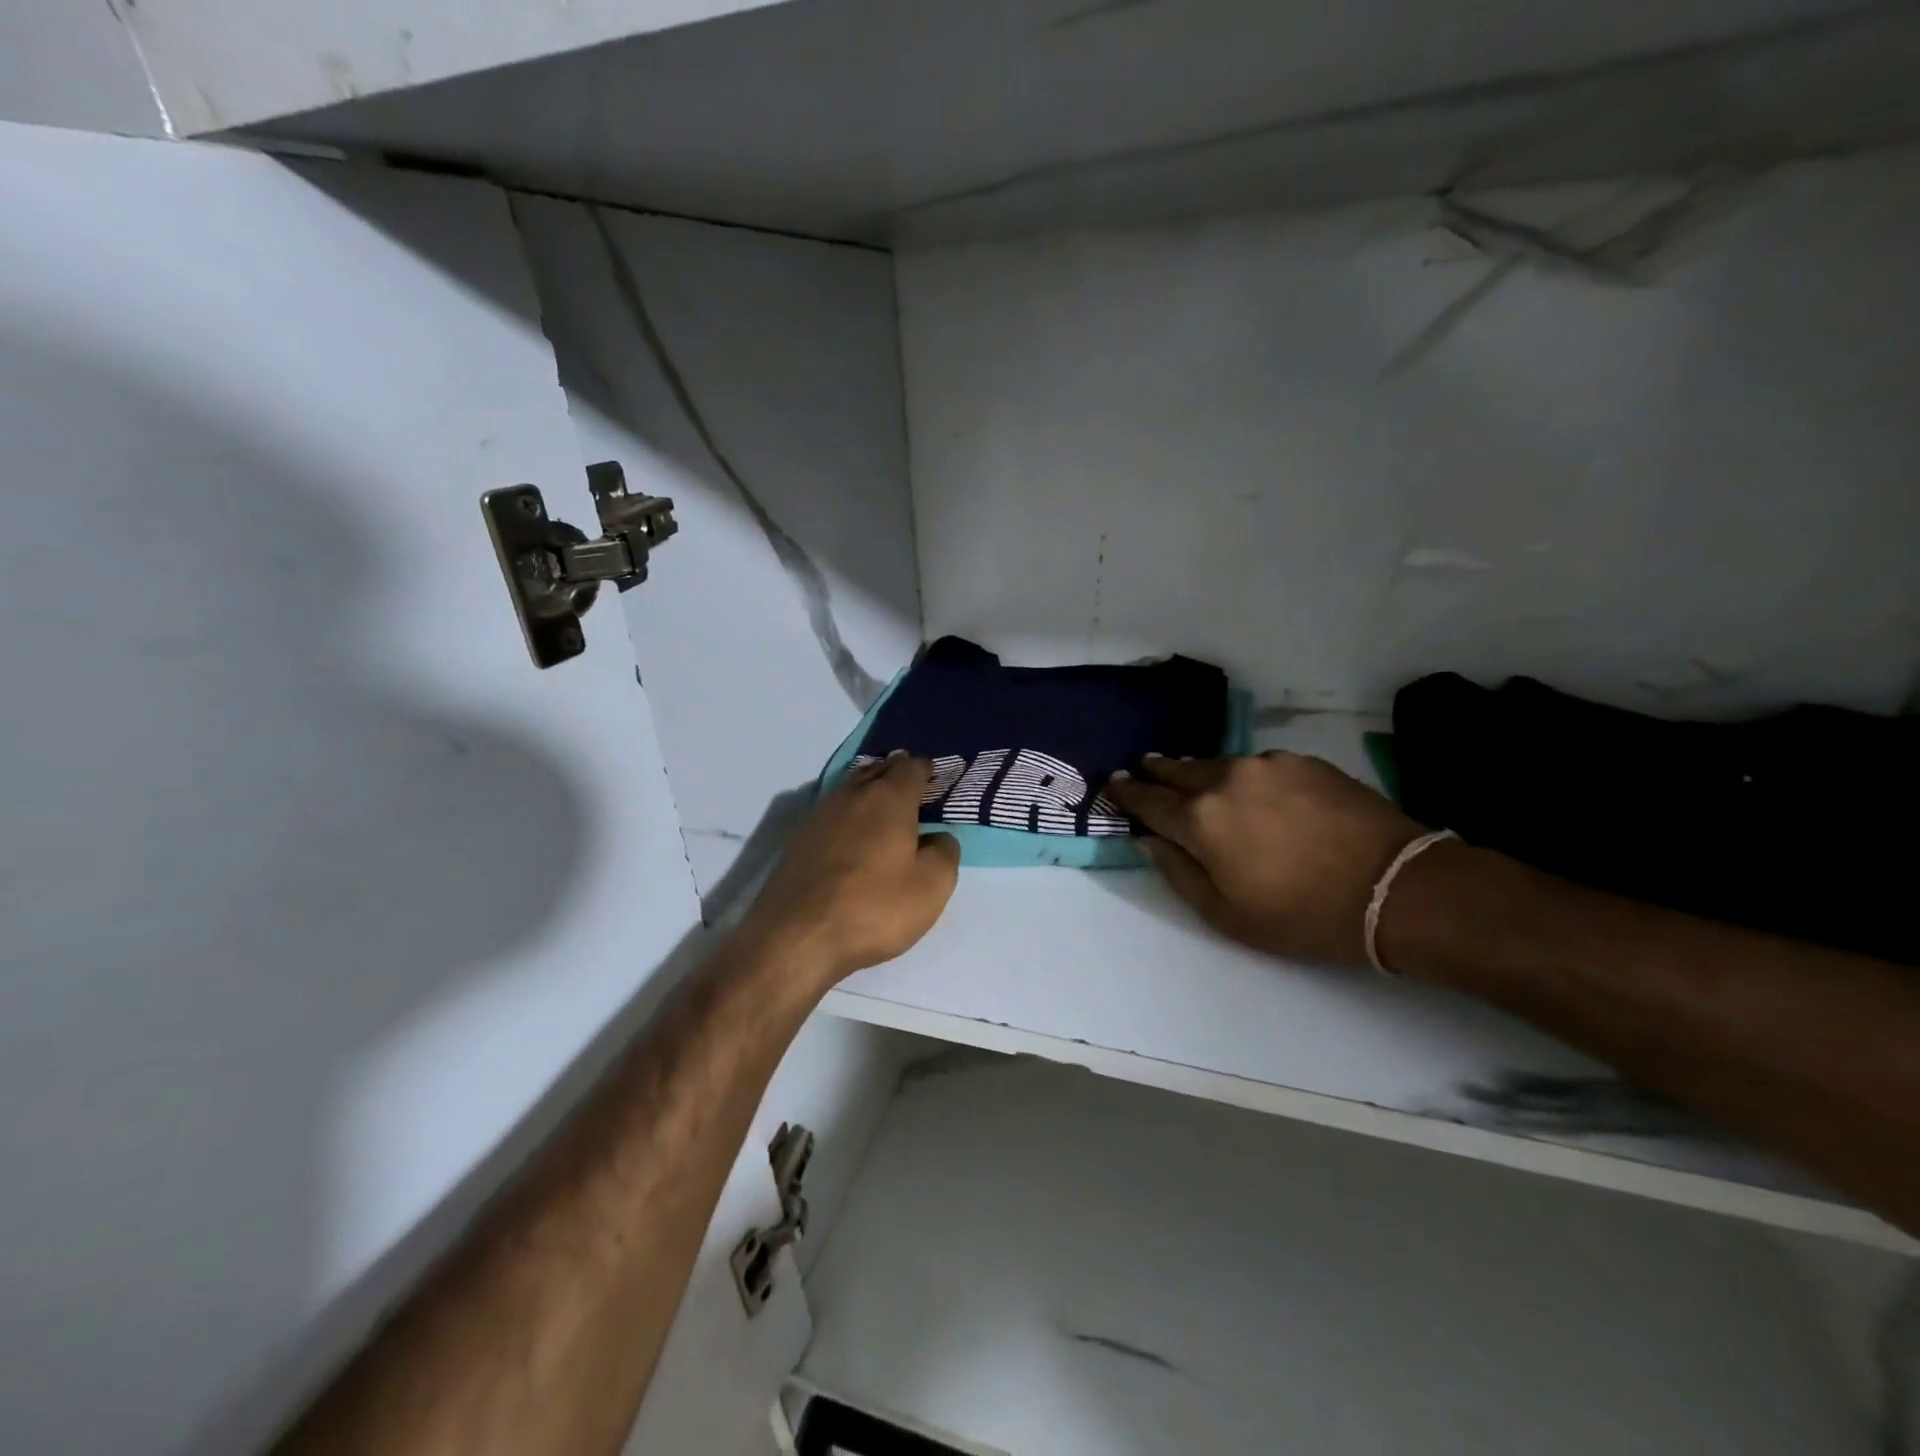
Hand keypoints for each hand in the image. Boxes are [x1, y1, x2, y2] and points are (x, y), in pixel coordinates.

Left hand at [739, 754, 960, 986]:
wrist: (796, 939)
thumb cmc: (873, 908)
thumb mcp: (931, 887)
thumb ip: (944, 853)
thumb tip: (937, 837)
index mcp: (888, 799)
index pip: (912, 768)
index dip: (928, 770)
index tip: (939, 780)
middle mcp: (852, 795)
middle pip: (878, 770)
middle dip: (897, 773)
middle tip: (915, 787)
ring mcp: (819, 815)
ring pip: (852, 788)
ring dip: (870, 790)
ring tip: (886, 807)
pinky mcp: (798, 840)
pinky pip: (833, 812)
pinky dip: (850, 814)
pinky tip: (854, 834)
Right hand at [1105, 752, 1427, 966]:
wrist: (1393, 886)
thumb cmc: (1301, 914)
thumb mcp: (1226, 914)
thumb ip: (1178, 873)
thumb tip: (1149, 841)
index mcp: (1199, 820)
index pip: (1148, 800)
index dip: (1127, 793)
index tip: (1114, 784)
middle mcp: (1225, 780)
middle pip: (1177, 770)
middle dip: (1156, 770)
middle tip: (1144, 767)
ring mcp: (1266, 765)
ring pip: (1217, 764)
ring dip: (1200, 772)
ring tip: (1194, 778)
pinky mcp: (1302, 761)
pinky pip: (1257, 765)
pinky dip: (1243, 775)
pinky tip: (1252, 789)